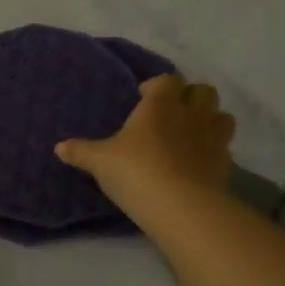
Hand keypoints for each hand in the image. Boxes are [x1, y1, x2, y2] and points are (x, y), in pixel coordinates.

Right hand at [56, 73, 235, 214]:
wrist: (179, 205)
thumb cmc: (134, 170)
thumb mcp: (99, 161)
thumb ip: (81, 152)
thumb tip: (59, 147)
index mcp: (160, 104)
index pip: (167, 80)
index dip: (157, 86)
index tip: (144, 97)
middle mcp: (191, 114)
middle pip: (204, 91)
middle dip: (191, 97)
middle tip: (172, 112)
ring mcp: (213, 138)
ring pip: (222, 116)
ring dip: (210, 120)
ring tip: (192, 134)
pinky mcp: (225, 164)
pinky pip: (225, 148)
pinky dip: (214, 150)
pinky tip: (198, 163)